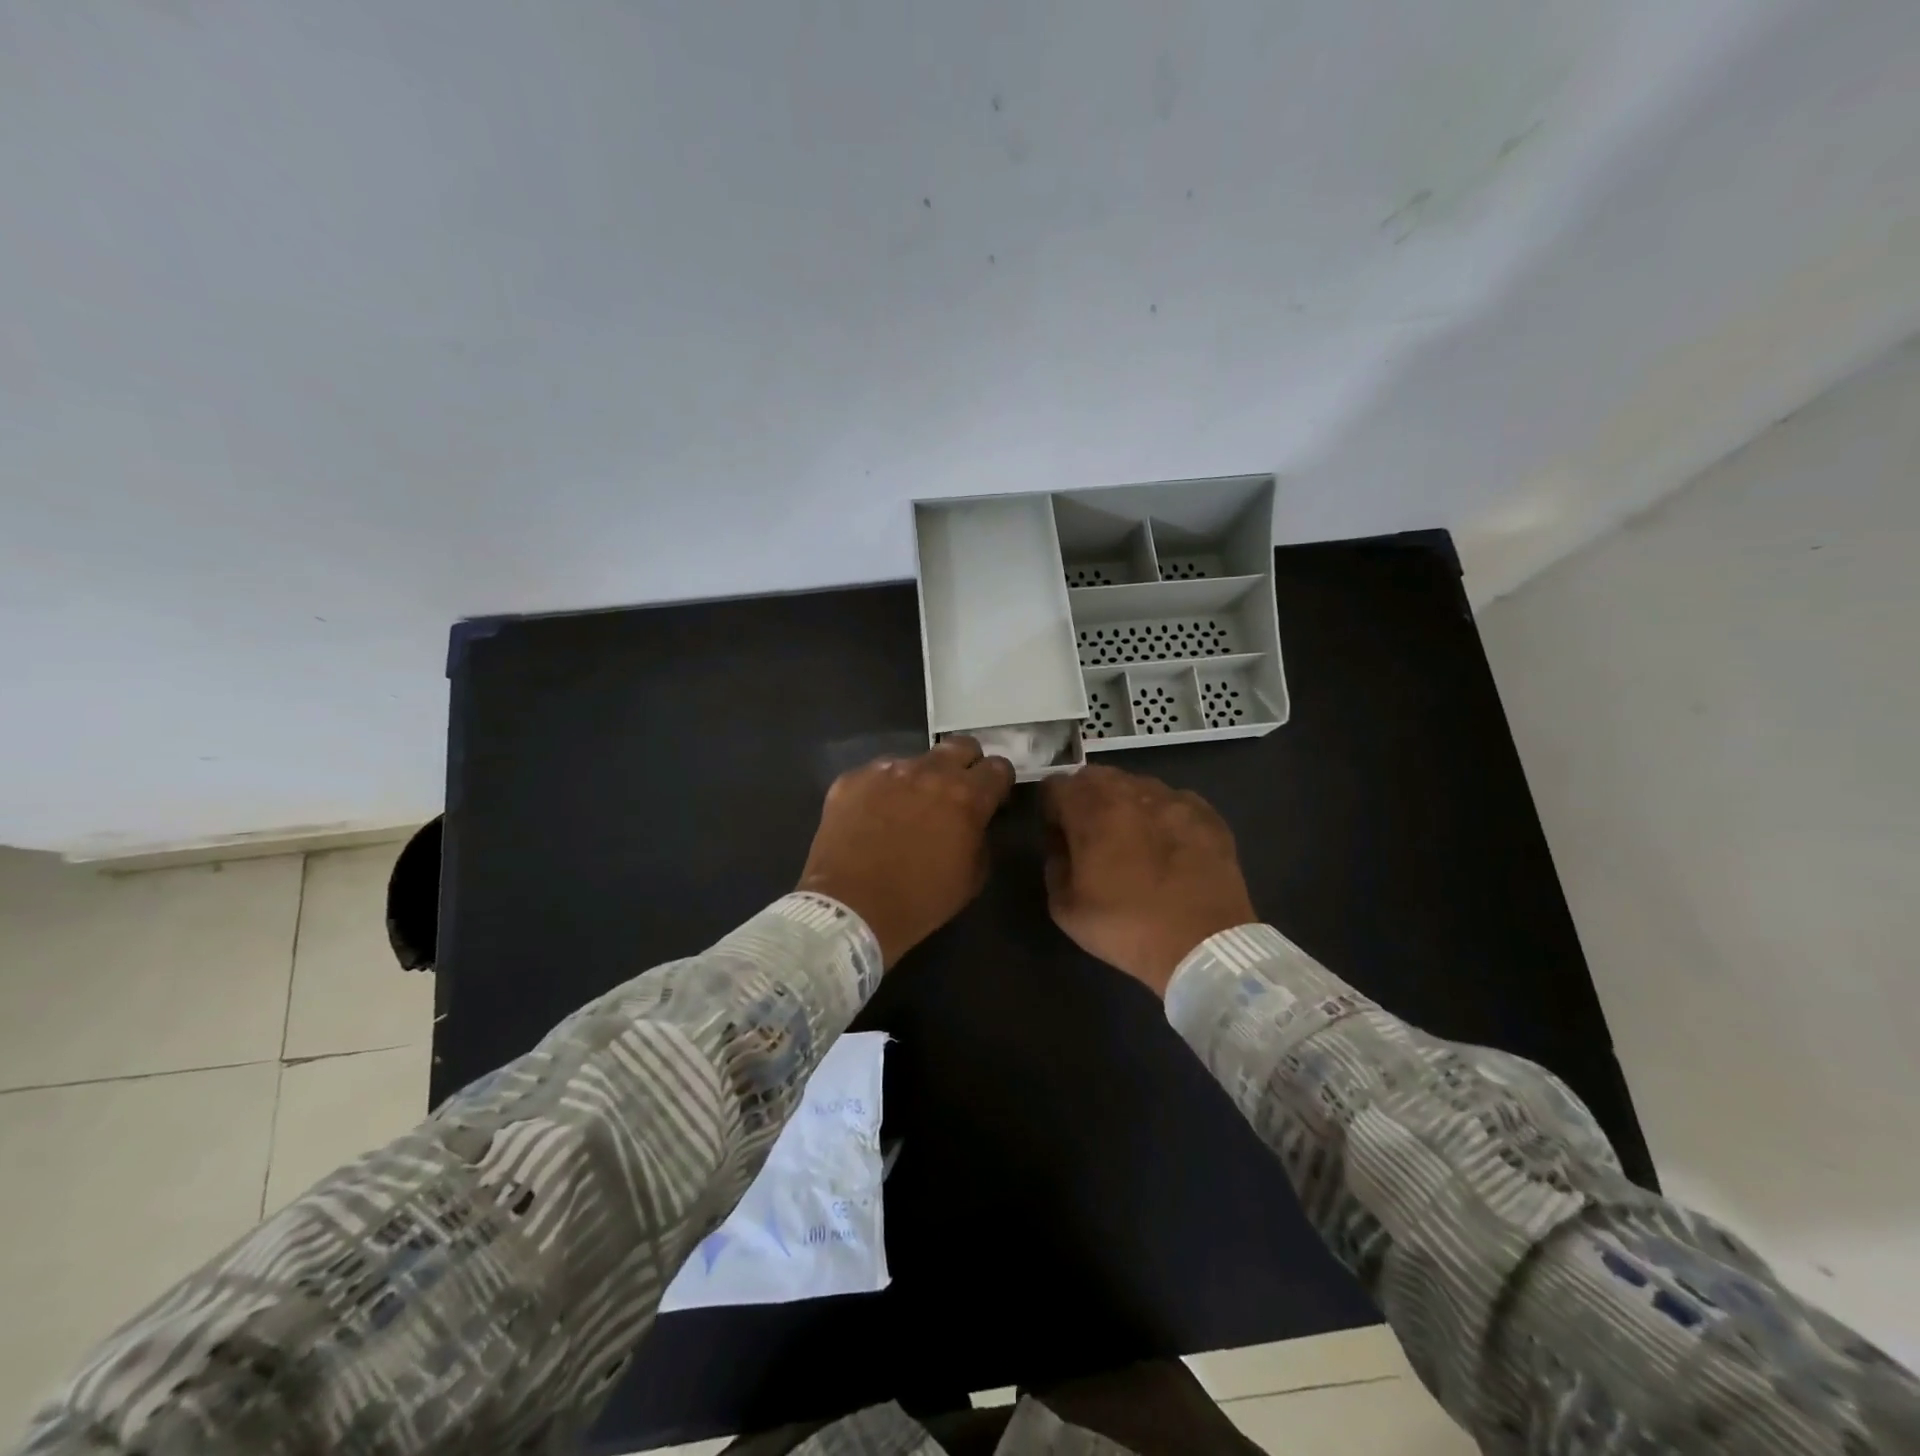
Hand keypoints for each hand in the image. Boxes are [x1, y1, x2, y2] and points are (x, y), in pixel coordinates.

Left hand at [798, 736, 1015, 967]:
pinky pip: (877, 775)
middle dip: (965, 764)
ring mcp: (887, 770)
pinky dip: (883, 791)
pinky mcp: (852, 778)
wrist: (849, 910)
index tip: (992, 798)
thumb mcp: (971, 877)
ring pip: (915, 760)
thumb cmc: (919, 902)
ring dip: (920, 779)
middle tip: (956, 792)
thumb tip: (976, 821)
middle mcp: (929, 771)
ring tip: (906, 810)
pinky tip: (873, 818)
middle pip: (961, 746)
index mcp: (966, 796)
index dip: (998, 782)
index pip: (998, 767)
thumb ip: (981, 837)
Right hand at [1039, 766, 1256, 995]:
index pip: (1055, 784)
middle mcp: (1131, 792)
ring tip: (1135, 841)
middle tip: (1093, 837)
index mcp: (1091, 810)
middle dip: (1086, 800)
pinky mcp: (1207, 814)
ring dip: (1126, 804)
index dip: (1051, 809)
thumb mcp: (1065, 908)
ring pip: (1136, 785)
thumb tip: (1062, 844)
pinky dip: (1163, 816)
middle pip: (1095, 777)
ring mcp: (1173, 799)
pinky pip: (1173, 801)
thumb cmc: (1126, 927)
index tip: (1059, 836)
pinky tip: (1169, 847)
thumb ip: (1054, 864)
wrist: (1203, 945)